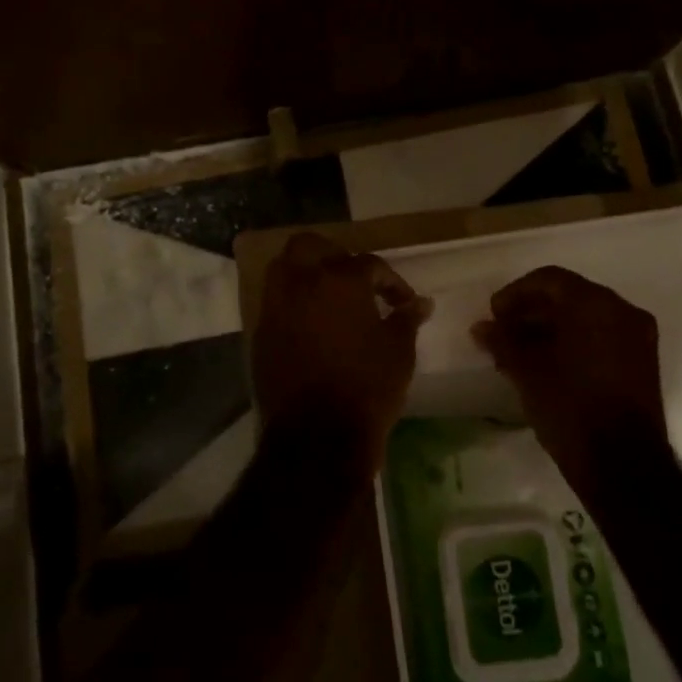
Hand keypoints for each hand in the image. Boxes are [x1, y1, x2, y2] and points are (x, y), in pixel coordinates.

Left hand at [253, 232, 431, 476]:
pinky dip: (292, 305)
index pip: (369, 264)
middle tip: (353, 278)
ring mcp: (276, 308)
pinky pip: (275, 304)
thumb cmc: (367, 387)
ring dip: (305, 274)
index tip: (403, 302)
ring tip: (328, 298)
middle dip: (332, 254)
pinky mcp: (261, 334)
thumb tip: (420, 303)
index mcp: (340, 280)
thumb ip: (406, 319)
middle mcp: (302, 284)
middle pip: (309, 246)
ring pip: (283, 269)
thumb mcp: (399, 352)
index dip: (390, 281)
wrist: (317, 436)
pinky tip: (311, 326)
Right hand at [471, 267, 666, 488]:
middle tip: (503, 333)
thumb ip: (503, 341)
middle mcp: (622, 311)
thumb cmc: (570, 407)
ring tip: (519, 353)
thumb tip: (482, 327)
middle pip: (569, 296)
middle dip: (532, 311)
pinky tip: (547, 365)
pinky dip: (574, 343)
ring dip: (551, 329)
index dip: (516, 293)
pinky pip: (602, 338)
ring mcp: (637, 337)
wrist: (623, 466)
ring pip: (586, 318)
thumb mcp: (527, 371)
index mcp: (595, 303)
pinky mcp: (642, 363)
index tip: (494, 315)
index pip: (549, 280)